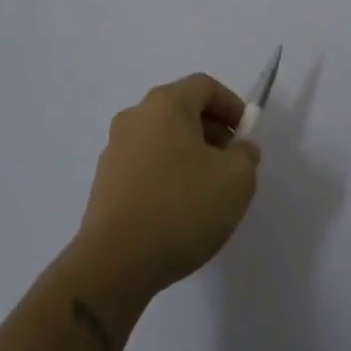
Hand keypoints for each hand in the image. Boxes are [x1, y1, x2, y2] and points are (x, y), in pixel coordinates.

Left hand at [72, 74, 261, 299]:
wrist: (115, 264)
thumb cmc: (181, 208)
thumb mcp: (236, 179)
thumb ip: (246, 154)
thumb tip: (238, 148)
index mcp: (165, 104)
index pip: (204, 86)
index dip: (231, 105)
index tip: (246, 135)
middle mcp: (135, 116)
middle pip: (182, 110)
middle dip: (212, 132)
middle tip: (231, 164)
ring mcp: (115, 149)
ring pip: (163, 139)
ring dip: (189, 155)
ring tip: (207, 192)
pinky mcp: (104, 183)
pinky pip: (145, 165)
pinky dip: (166, 175)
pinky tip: (178, 211)